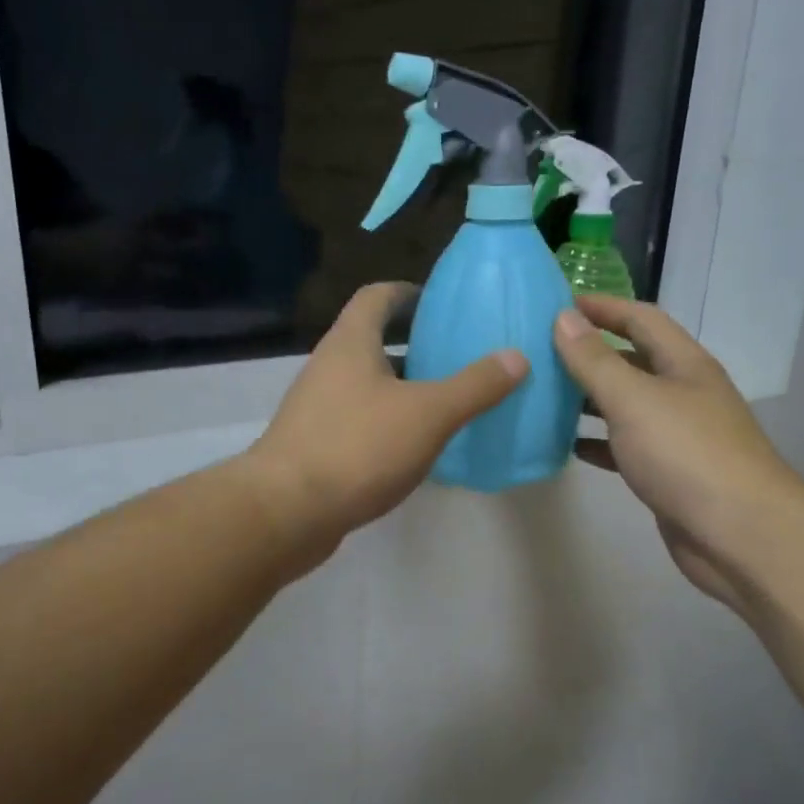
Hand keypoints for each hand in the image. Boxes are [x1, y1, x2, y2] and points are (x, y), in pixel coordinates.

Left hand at [244, 283, 525, 561]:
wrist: (287, 511)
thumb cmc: (358, 447)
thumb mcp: (428, 414)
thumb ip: (474, 385)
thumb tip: (516, 356)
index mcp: (351, 343)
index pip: (377, 296)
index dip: (408, 292)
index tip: (440, 303)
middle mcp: (328, 366)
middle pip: (372, 339)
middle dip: (413, 343)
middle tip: (455, 355)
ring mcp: (316, 407)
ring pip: (366, 383)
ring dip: (401, 386)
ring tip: (444, 400)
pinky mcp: (314, 444)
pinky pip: (358, 419)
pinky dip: (386, 421)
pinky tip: (414, 445)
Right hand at [554, 297, 800, 608]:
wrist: (740, 535)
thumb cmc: (687, 455)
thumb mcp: (634, 399)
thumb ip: (595, 360)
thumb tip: (563, 317)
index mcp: (683, 364)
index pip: (640, 318)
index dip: (601, 307)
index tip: (555, 305)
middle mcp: (683, 393)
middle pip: (632, 361)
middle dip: (589, 353)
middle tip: (539, 352)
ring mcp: (677, 436)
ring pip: (626, 406)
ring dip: (588, 399)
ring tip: (543, 396)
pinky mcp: (668, 473)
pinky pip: (626, 447)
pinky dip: (598, 443)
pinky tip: (568, 446)